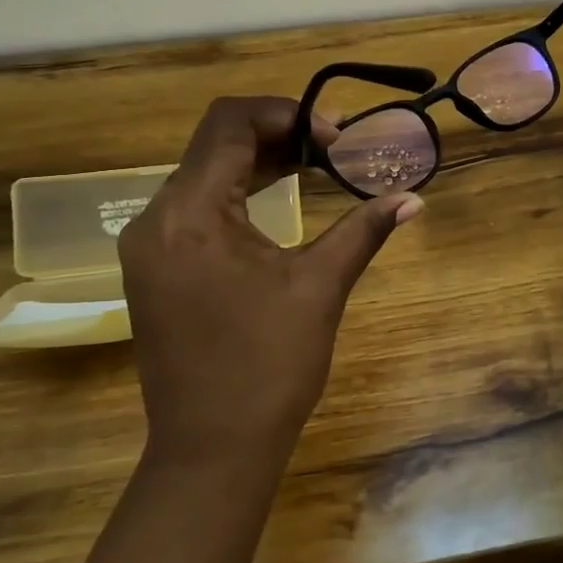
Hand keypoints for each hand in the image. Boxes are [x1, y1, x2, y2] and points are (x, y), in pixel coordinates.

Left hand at [118, 96, 422, 479]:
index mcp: (190, 214)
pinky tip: (278, 204)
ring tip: (315, 167)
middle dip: (277, 136)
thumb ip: (363, 231)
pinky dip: (239, 196)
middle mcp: (156, 219)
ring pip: (203, 176)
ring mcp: (149, 247)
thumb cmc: (268, 366)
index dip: (286, 113)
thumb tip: (413, 199)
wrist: (212, 449)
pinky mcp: (155, 270)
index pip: (228, 124)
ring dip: (258, 165)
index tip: (335, 136)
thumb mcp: (320, 288)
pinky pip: (195, 209)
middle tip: (334, 149)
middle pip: (214, 146)